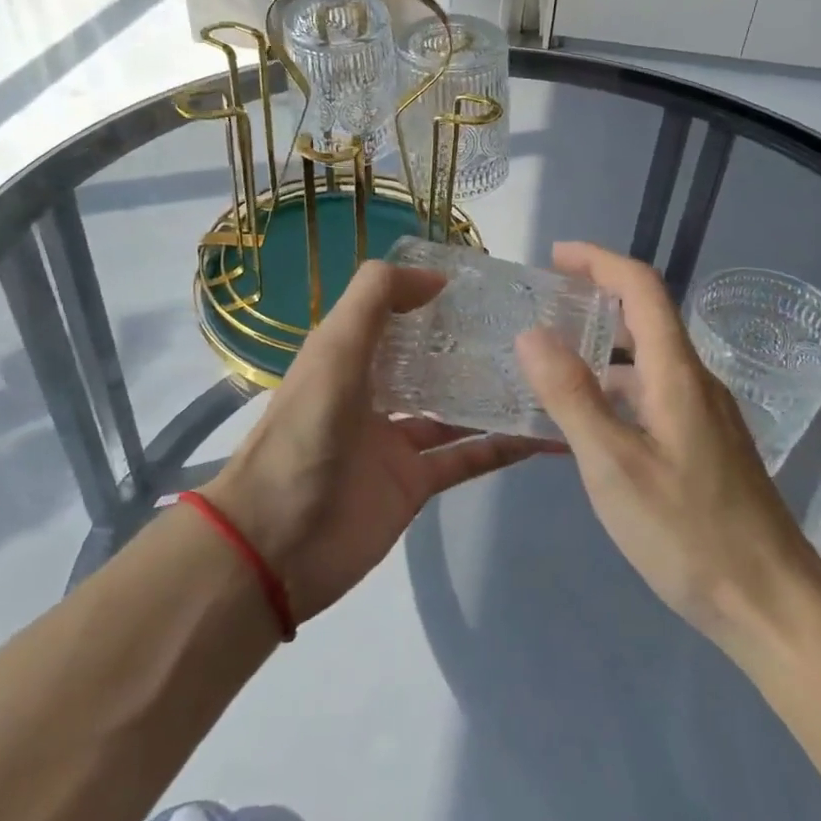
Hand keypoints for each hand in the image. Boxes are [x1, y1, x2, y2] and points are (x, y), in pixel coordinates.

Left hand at [202, 261, 555, 623]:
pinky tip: (542, 433)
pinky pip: (465, 458)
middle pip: (430, 360)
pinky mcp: (414, 483)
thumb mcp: (333, 349)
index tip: (484, 284)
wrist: (275, 543)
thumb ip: (375, 300)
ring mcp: (395, 440)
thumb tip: (435, 277)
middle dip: (471, 344)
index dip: (431, 296)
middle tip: (529, 327)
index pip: (395, 314)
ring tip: (545, 372)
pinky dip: (501, 447)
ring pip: (454, 408)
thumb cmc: (304, 433)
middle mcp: (373, 392)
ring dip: (492, 393)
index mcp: (348, 356)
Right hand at [513, 242, 820, 649]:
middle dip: (595, 300)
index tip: (554, 257)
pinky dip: (615, 390)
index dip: (599, 261)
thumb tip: (533, 333)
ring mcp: (704, 416)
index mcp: (677, 374)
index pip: (642, 288)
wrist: (774, 606)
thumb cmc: (690, 535)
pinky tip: (586, 424)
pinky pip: (653, 396)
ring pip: (648, 361)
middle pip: (646, 318)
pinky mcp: (705, 446)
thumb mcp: (614, 466)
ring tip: (550, 365)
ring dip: (602, 349)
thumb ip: (571, 397)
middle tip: (542, 309)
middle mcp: (695, 383)